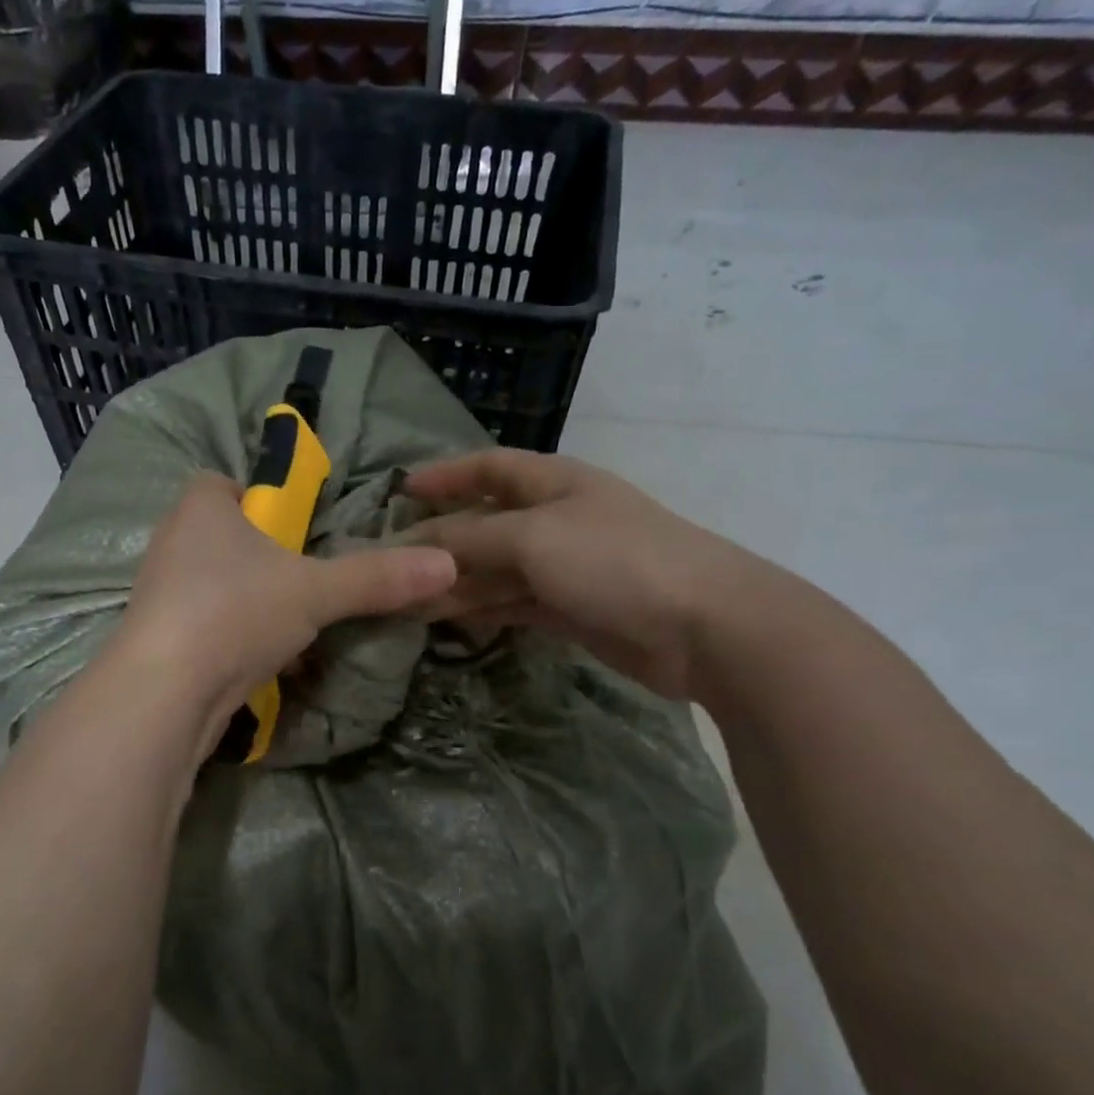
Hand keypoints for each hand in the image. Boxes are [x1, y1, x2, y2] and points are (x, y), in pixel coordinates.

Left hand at [115, 473, 457, 751]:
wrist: (164, 693)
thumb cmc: (236, 612)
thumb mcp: (316, 591)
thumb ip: (377, 577)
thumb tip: (448, 564)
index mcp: (200, 509)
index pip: (221, 483)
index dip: (256, 498)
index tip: (293, 527)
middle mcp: (172, 543)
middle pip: (224, 538)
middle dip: (263, 557)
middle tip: (304, 578)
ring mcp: (160, 595)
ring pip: (216, 586)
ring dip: (252, 603)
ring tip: (292, 627)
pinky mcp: (160, 640)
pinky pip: (207, 626)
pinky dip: (235, 638)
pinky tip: (266, 663)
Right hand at [406, 450, 767, 700]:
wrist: (702, 626)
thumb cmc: (614, 561)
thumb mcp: (533, 538)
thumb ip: (471, 539)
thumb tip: (415, 546)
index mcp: (554, 482)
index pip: (489, 467)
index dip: (446, 475)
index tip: (401, 490)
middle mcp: (557, 519)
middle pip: (486, 524)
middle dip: (441, 542)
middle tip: (390, 566)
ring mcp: (566, 567)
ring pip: (496, 570)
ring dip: (456, 583)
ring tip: (407, 603)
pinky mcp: (572, 609)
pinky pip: (514, 604)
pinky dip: (483, 610)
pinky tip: (450, 620)